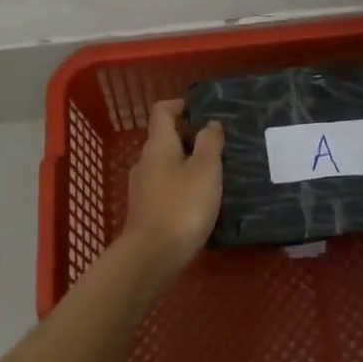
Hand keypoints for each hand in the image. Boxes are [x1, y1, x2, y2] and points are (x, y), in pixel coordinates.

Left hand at [119, 100, 223, 278]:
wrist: (152, 256)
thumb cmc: (182, 205)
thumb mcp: (205, 170)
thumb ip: (210, 143)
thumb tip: (210, 124)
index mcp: (158, 144)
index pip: (163, 110)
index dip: (182, 105)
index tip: (204, 111)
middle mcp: (145, 160)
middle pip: (165, 137)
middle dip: (191, 137)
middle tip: (220, 145)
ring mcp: (142, 186)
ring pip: (166, 163)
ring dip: (188, 162)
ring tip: (215, 173)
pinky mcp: (145, 209)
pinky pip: (165, 185)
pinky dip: (182, 184)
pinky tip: (200, 199)